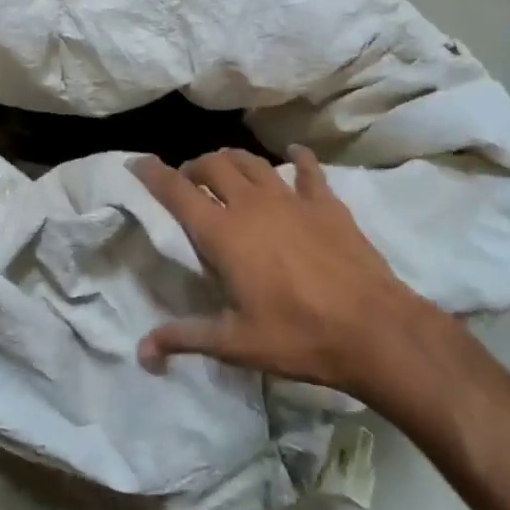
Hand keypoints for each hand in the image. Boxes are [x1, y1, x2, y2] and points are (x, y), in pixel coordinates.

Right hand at [135, 147, 445, 397]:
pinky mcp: (326, 203)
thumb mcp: (235, 344)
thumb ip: (184, 338)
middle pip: (213, 165)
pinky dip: (296, 159)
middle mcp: (251, 205)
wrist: (373, 329)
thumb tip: (141, 353)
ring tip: (226, 170)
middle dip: (194, 167)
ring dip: (232, 160)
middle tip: (188, 182)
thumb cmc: (298, 336)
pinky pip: (307, 169)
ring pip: (252, 161)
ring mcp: (291, 199)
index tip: (136, 163)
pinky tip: (293, 156)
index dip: (152, 173)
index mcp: (223, 234)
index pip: (177, 191)